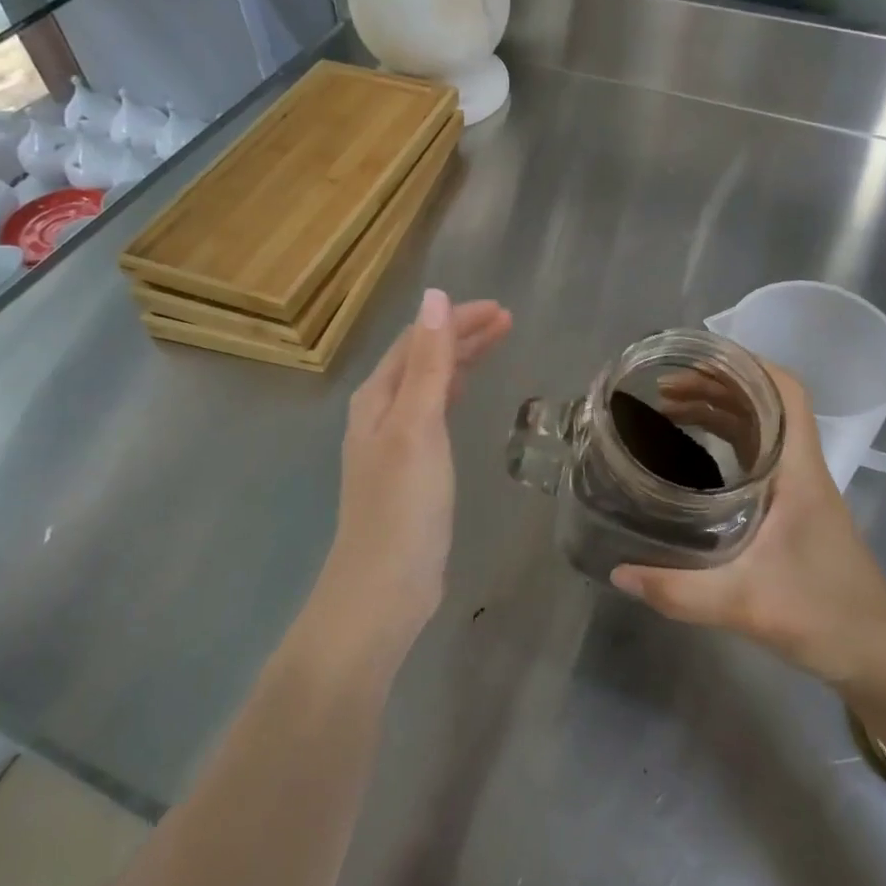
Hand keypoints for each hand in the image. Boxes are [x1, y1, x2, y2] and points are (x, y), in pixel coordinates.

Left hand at [321, 290, 511, 645]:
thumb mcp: (417, 426)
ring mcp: (393, 441)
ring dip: (460, 359)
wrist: (383, 589)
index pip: (418, 339)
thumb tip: (435, 296)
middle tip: (508, 321)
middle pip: (422, 357)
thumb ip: (428, 362)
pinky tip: (465, 391)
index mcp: (377, 396)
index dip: (456, 319)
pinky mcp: (410, 468)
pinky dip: (453, 390)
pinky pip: (433, 411)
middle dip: (461, 334)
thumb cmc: (403, 505)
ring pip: (429, 382)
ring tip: (497, 342)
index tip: (500, 310)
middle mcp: (380, 412)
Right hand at [611, 361, 885, 709]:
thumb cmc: (824, 615)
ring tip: (670, 410)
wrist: (878, 655)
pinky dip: (726, 440)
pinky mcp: (794, 507)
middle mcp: (801, 468)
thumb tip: (620, 572)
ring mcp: (800, 487)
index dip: (748, 365)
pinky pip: (758, 455)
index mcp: (798, 471)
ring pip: (760, 427)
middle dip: (716, 386)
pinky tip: (695, 453)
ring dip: (719, 411)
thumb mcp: (746, 604)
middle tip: (664, 389)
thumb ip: (680, 591)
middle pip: (764, 403)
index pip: (787, 392)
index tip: (699, 359)